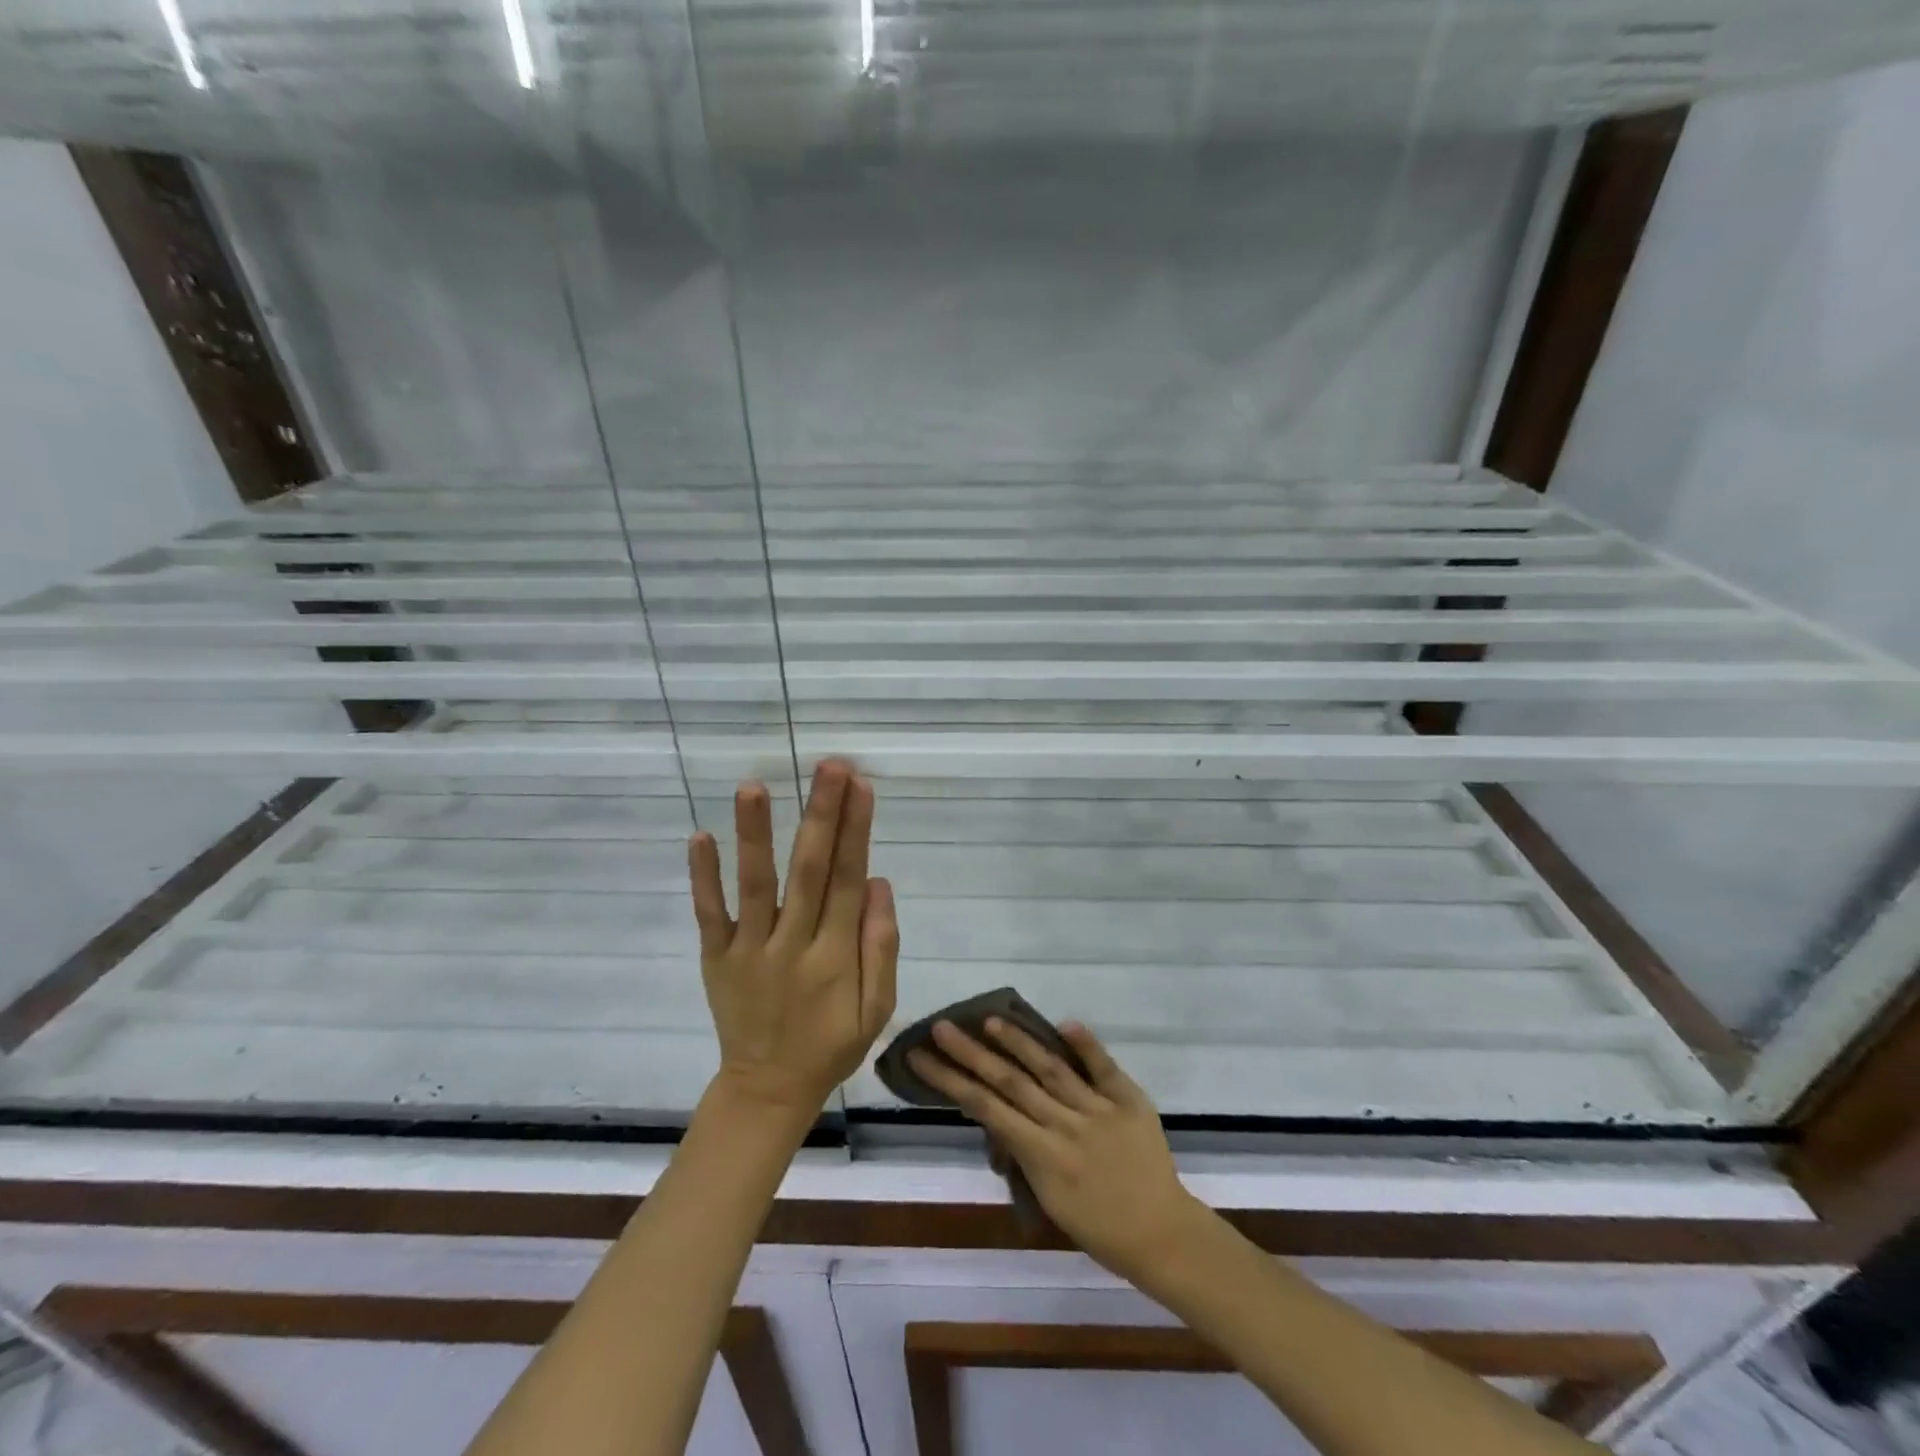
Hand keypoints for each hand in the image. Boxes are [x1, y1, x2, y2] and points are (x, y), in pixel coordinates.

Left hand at [689, 759, 898, 1119]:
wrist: (767, 1089)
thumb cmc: (830, 1044)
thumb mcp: (877, 1008)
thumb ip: (880, 946)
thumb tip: (877, 882)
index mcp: (835, 956)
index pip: (847, 879)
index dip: (856, 830)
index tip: (861, 784)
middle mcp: (791, 945)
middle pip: (808, 870)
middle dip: (820, 814)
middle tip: (829, 766)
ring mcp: (748, 950)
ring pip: (754, 885)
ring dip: (755, 834)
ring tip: (754, 786)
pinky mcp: (715, 958)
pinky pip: (708, 914)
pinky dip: (703, 877)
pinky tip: (700, 837)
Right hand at [908, 1018, 1201, 1278]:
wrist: (1162, 1235)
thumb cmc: (1098, 1227)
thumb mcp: (1049, 1199)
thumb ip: (1024, 1152)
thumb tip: (998, 1115)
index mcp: (1041, 1156)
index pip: (986, 1108)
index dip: (951, 1080)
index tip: (923, 1056)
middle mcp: (1064, 1125)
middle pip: (1010, 1082)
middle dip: (971, 1053)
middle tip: (941, 1027)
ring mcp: (1098, 1109)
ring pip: (1050, 1068)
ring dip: (1018, 1041)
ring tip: (989, 1019)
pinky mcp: (1129, 1100)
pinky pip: (1104, 1067)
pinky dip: (1086, 1045)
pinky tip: (1065, 1023)